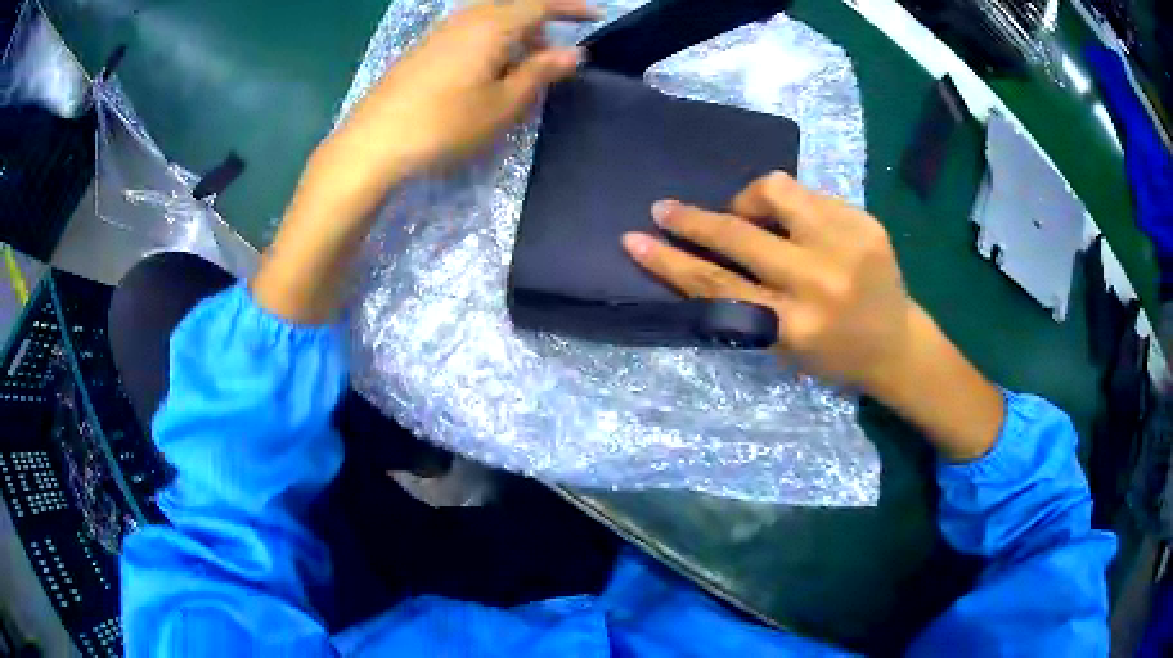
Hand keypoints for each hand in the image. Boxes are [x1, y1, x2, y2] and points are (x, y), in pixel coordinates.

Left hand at [255, 0, 596, 325]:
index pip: (541, 4)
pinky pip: (467, 34)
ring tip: (518, 72)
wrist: (372, 143)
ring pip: (489, 22)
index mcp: (492, 25)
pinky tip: (483, 76)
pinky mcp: (421, 50)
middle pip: (513, 9)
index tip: (596, 16)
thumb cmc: (444, 125)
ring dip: (512, 38)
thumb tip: (573, 53)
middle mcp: (465, 19)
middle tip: (551, 59)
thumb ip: (540, 73)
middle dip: (540, 27)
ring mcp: (439, 33)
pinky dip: (487, 45)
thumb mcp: (502, 104)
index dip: (572, 7)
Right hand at [622, 172, 913, 393]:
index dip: (670, 262)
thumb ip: (742, 303)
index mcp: (795, 327)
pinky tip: (797, 225)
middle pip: (740, 235)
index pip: (718, 287)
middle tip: (668, 209)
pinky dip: (791, 207)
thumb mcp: (782, 346)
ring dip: (749, 200)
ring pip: (776, 190)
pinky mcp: (866, 221)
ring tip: (749, 215)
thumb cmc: (833, 356)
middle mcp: (820, 282)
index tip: (635, 240)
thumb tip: (698, 252)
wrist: (896, 344)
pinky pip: (810, 194)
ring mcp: (847, 244)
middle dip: (694, 219)